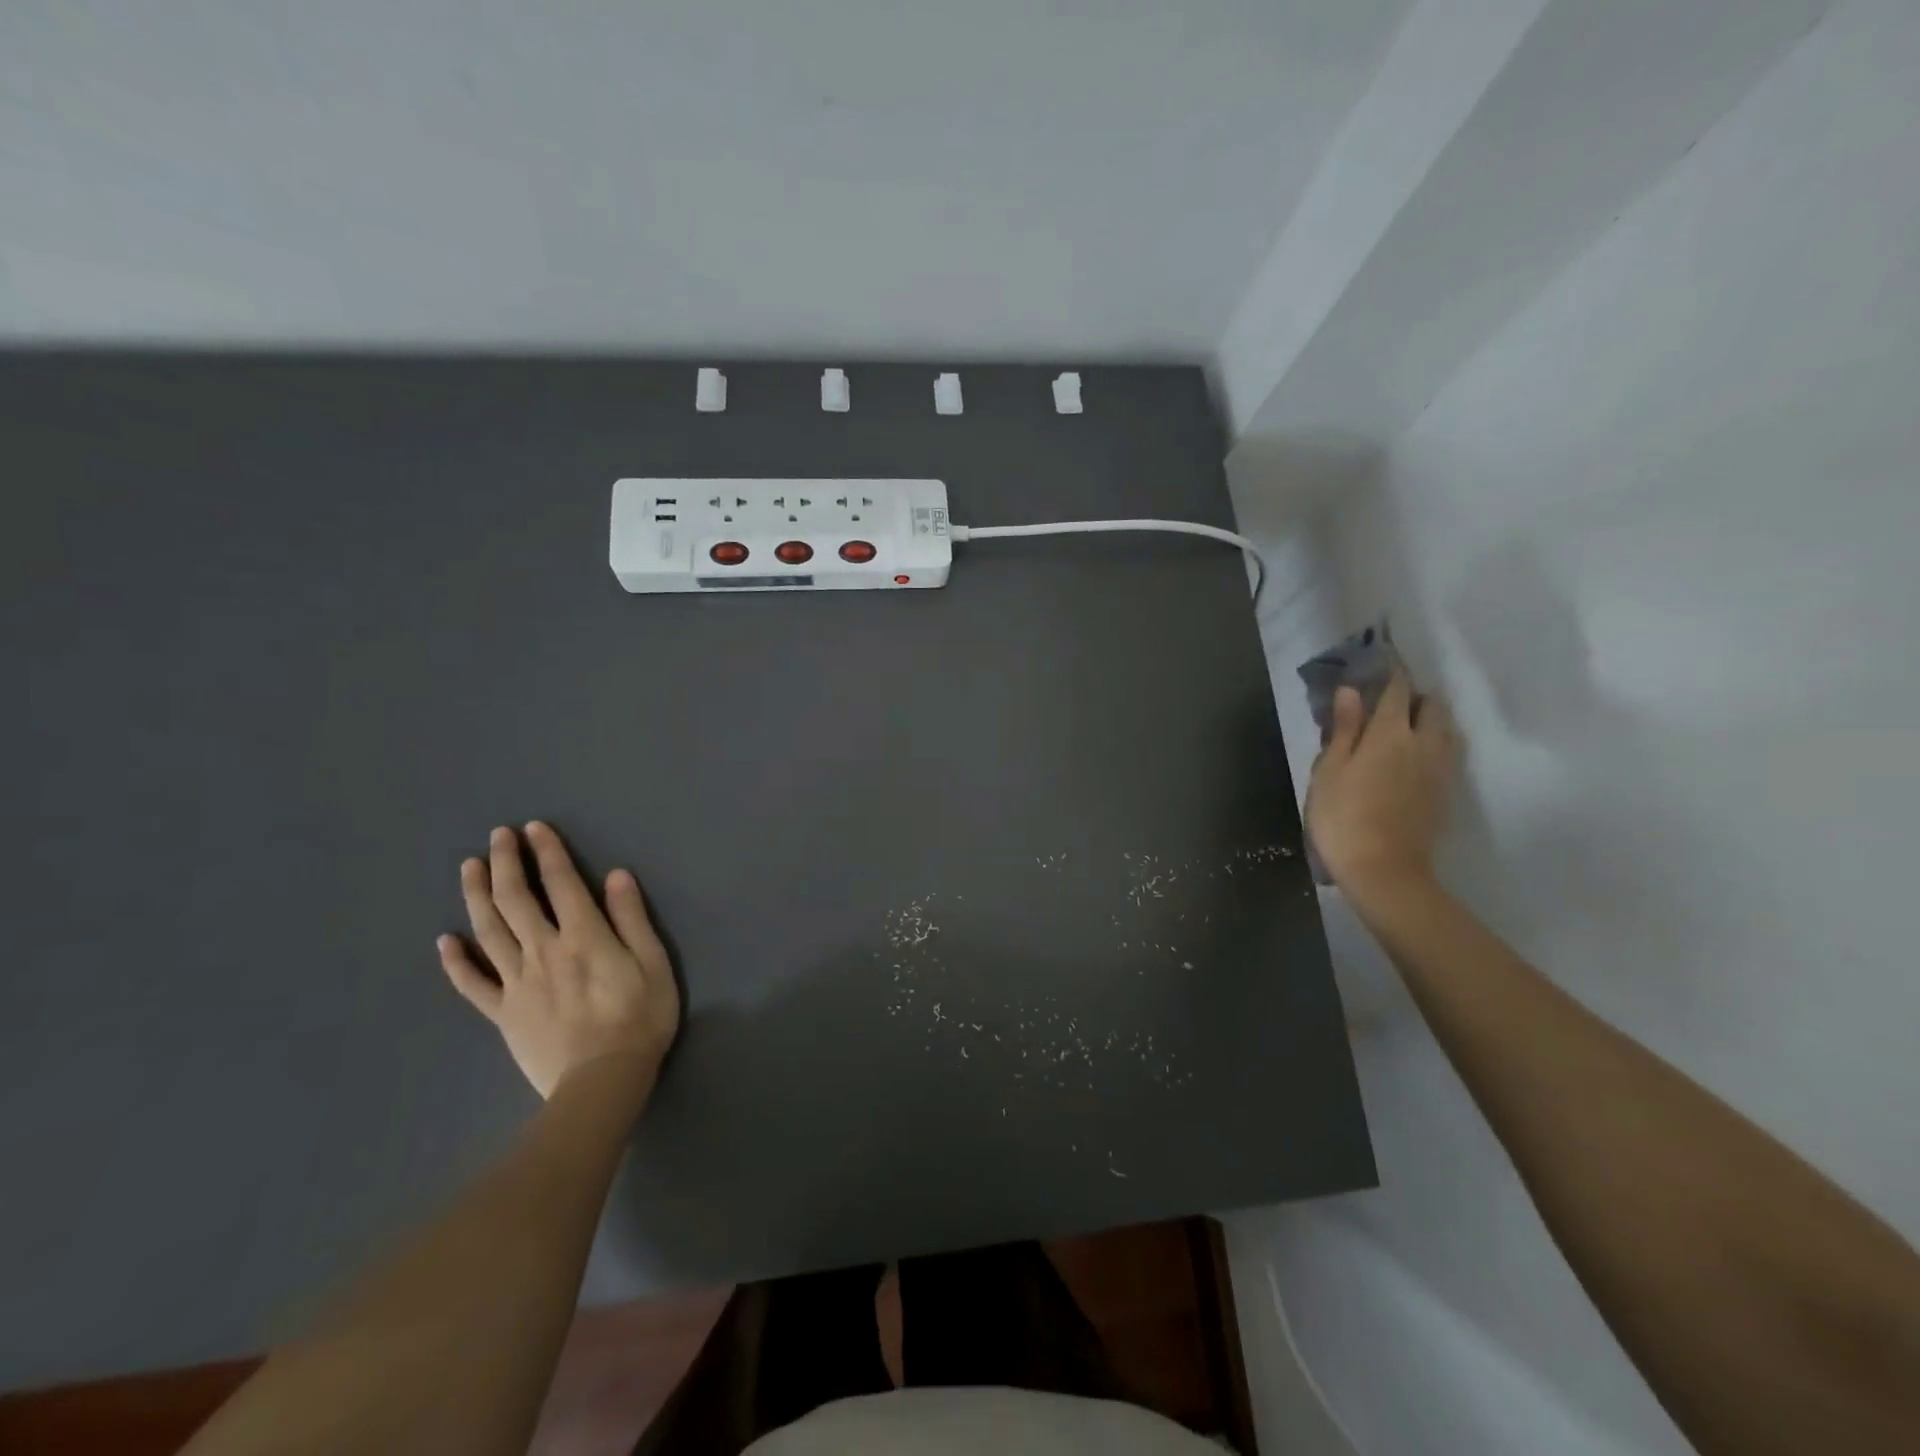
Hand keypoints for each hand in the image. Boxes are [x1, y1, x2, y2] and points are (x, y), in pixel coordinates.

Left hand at [438, 822, 680, 1099]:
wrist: (603, 1080)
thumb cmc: (640, 1018)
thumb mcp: (654, 963)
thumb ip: (632, 918)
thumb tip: (616, 876)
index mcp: (584, 937)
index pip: (561, 883)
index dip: (547, 852)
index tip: (534, 827)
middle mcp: (544, 951)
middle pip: (516, 900)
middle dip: (506, 863)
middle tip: (497, 836)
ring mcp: (517, 983)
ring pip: (488, 932)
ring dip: (477, 896)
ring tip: (469, 867)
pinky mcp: (502, 1012)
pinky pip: (472, 984)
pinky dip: (456, 961)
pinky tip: (444, 941)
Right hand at [1306, 670, 1457, 898]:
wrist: (1383, 870)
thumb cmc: (1342, 818)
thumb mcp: (1329, 771)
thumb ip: (1343, 729)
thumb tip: (1351, 691)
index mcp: (1389, 735)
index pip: (1396, 691)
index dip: (1390, 673)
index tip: (1380, 662)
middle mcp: (1423, 744)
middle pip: (1433, 706)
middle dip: (1415, 696)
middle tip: (1389, 701)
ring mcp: (1440, 770)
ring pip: (1446, 729)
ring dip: (1430, 719)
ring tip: (1405, 726)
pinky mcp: (1445, 792)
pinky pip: (1448, 753)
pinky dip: (1435, 743)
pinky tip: (1415, 756)